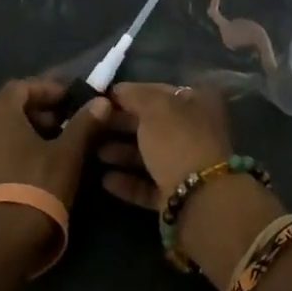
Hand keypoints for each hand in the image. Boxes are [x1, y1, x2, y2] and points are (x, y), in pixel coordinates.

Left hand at [0, 79, 104, 257]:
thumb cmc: (36, 187)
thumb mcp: (67, 154)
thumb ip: (84, 124)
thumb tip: (101, 102)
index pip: (24, 86)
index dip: (49, 91)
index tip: (69, 102)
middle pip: (6, 107)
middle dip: (35, 113)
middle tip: (60, 126)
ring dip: (18, 133)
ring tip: (43, 149)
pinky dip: (2, 151)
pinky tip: (21, 169)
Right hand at [92, 82, 235, 209]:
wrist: (199, 200)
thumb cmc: (177, 141)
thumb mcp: (155, 107)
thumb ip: (134, 95)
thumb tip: (118, 90)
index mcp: (197, 103)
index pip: (158, 92)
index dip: (130, 94)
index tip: (102, 100)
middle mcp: (195, 131)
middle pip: (153, 124)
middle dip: (122, 125)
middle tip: (93, 127)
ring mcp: (187, 165)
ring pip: (149, 155)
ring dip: (122, 153)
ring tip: (94, 153)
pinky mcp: (177, 195)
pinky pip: (148, 184)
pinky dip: (128, 181)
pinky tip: (105, 179)